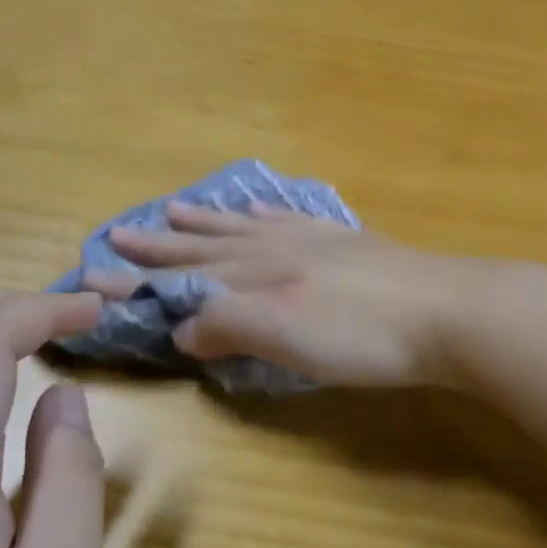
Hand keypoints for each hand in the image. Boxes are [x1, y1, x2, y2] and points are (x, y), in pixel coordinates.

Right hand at [92, 201, 481, 387]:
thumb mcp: (288, 338)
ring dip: (210, 222)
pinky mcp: (351, 243)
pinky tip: (263, 209)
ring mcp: (317, 240)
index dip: (144, 275)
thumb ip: (231, 326)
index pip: (187, 275)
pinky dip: (268, 214)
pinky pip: (294, 219)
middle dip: (165, 243)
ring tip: (177, 209)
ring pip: (248, 226)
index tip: (98, 271)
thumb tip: (182, 326)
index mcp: (261, 274)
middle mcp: (280, 248)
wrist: (448, 311)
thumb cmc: (365, 335)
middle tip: (122, 230)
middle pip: (210, 245)